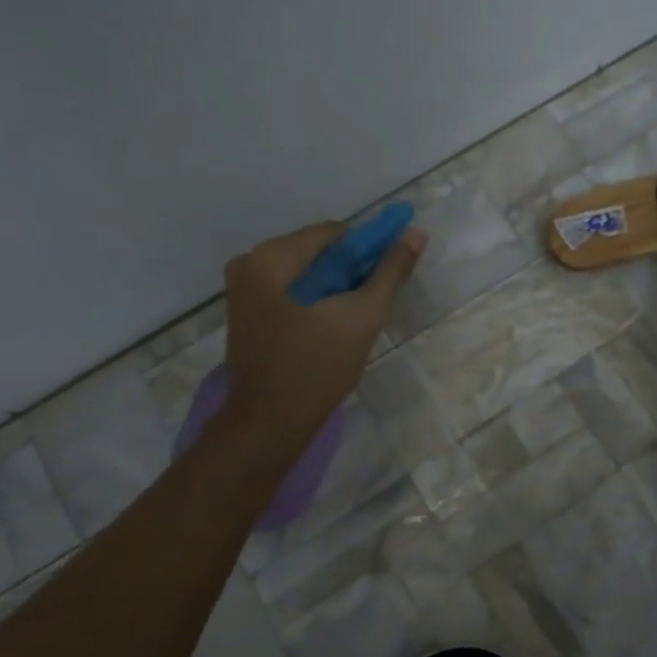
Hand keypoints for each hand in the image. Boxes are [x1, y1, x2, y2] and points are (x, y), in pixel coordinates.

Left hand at [222, 220, 425, 448]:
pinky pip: (287, 292)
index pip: (333, 234)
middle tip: (366, 307)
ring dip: (330, 289)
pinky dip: (311, 302)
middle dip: (346, 273)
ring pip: (303, 273)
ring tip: (348, 323)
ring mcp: (240, 289)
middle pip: (315, 252)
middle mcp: (248, 263)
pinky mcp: (243, 313)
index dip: (366, 252)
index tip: (381, 282)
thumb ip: (390, 271)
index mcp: (271, 257)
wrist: (270, 423)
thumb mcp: (362, 316)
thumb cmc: (317, 367)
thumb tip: (416, 233)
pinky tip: (326, 329)